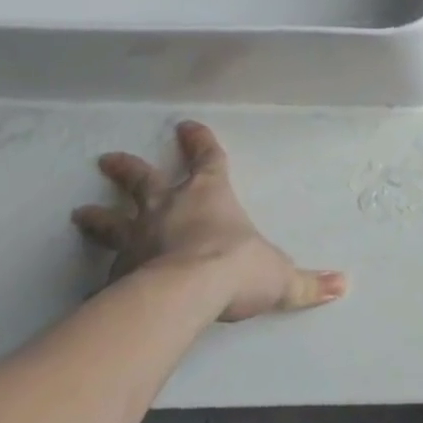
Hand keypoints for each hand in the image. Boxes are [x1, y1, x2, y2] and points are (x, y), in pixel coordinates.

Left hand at [71, 120, 345, 321]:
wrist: (181, 296)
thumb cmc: (235, 268)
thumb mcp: (279, 277)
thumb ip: (307, 284)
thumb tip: (343, 286)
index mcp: (210, 196)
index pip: (207, 160)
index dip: (199, 143)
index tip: (185, 126)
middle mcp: (168, 209)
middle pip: (144, 181)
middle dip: (129, 169)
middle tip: (108, 159)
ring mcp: (135, 239)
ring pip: (112, 220)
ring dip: (98, 215)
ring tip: (80, 212)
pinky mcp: (114, 272)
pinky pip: (104, 268)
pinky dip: (98, 270)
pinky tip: (88, 280)